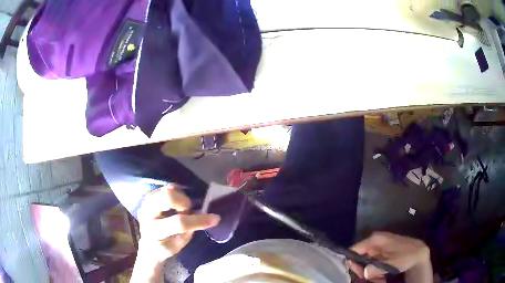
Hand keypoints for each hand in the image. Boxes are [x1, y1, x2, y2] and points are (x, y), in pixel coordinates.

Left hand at [136, 184, 219, 261]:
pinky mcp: (148, 197)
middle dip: (184, 201)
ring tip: (183, 208)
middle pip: (167, 197)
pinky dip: (177, 193)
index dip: (198, 220)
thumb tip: (203, 215)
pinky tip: (178, 204)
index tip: (215, 218)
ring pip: (167, 190)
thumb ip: (189, 231)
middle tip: (189, 210)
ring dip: (181, 197)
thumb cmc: (165, 246)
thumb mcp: (178, 245)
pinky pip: (166, 188)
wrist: (147, 243)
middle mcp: (147, 213)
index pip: (179, 223)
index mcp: (155, 231)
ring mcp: (146, 203)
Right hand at [348, 232, 432, 282]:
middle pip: (358, 258)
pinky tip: (381, 278)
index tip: (359, 274)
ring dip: (369, 274)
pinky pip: (371, 265)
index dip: (353, 263)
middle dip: (363, 271)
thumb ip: (377, 268)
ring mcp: (377, 248)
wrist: (419, 254)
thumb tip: (364, 273)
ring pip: (365, 264)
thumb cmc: (407, 256)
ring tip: (378, 280)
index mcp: (375, 240)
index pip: (354, 250)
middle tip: (369, 279)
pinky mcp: (381, 255)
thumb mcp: (393, 263)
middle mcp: (374, 242)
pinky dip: (374, 273)